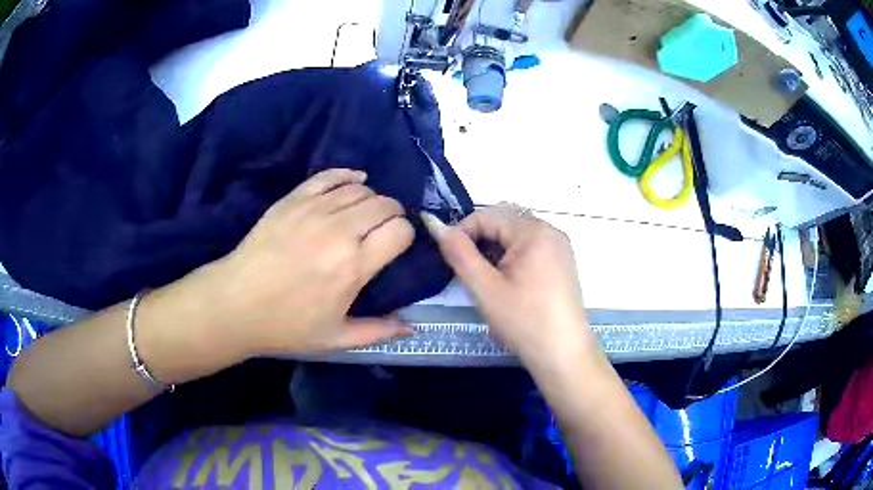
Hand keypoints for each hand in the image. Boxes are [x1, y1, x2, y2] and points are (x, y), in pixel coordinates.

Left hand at [180, 169, 413, 358]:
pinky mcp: (293, 200)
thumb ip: (378, 331)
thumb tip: (411, 327)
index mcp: (353, 267)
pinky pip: (329, 176)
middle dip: (393, 214)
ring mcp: (313, 211)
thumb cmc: (287, 325)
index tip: (397, 245)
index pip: (399, 231)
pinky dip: (348, 176)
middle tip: (385, 228)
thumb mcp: (336, 337)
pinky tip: (354, 181)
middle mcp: (339, 232)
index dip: (405, 235)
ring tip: (366, 212)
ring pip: (360, 189)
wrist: (237, 303)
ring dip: (372, 198)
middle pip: (384, 205)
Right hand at [423, 204, 597, 370]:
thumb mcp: (485, 288)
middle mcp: (551, 232)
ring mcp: (559, 247)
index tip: (448, 257)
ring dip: (495, 248)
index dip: (462, 231)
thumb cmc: (524, 322)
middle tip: (466, 268)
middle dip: (480, 238)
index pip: (488, 215)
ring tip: (484, 277)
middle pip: (504, 220)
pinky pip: (530, 247)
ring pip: (516, 234)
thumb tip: (434, 224)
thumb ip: (458, 253)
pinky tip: (505, 281)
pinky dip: (512, 256)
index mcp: (535, 232)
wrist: (562, 354)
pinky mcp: (562, 263)